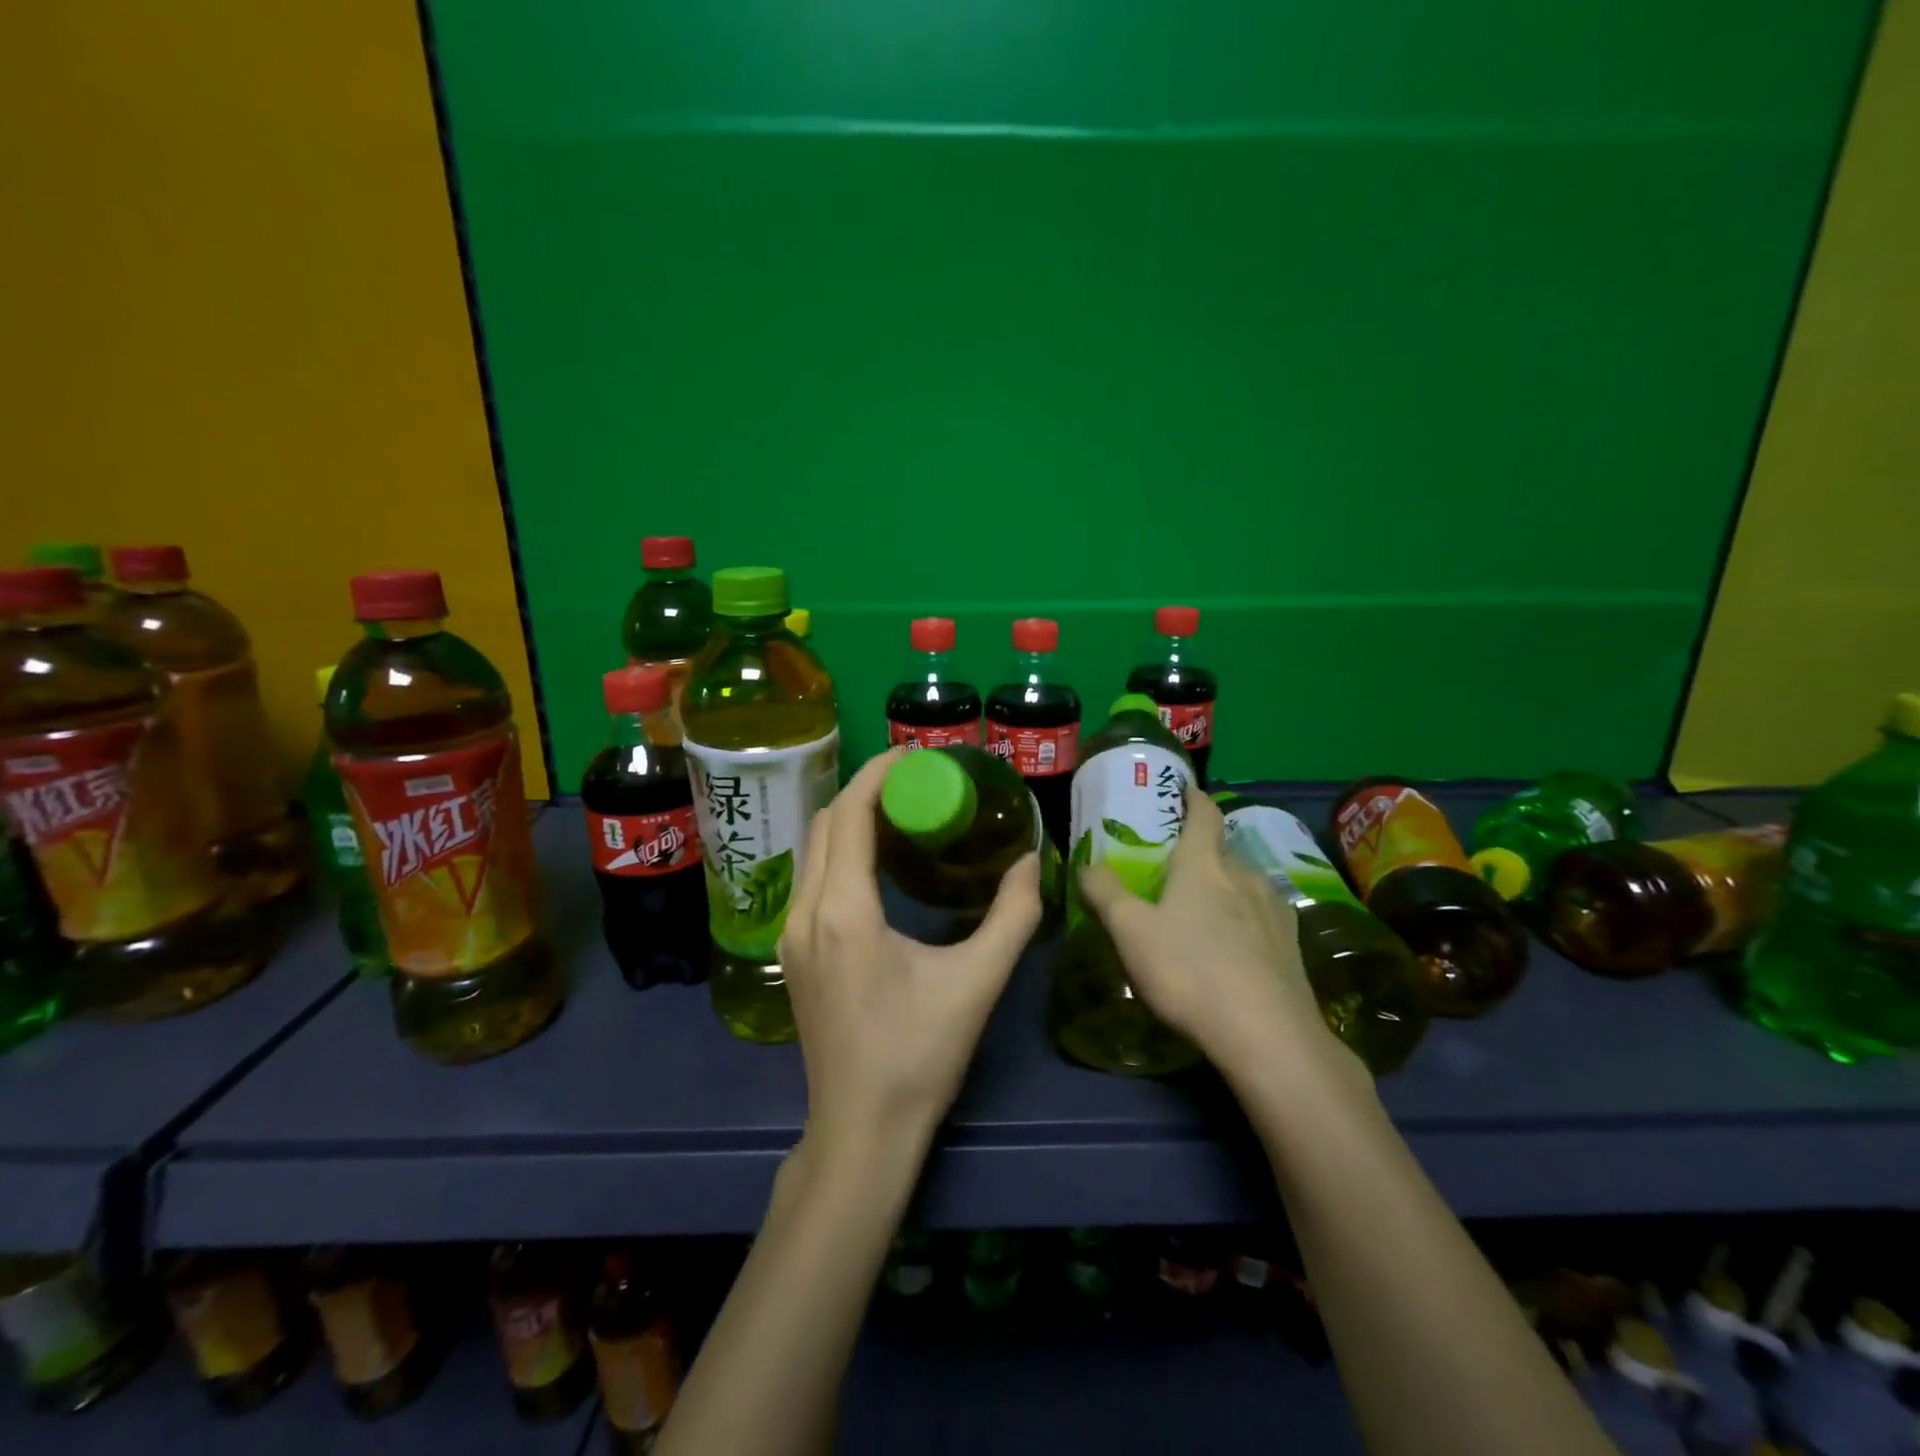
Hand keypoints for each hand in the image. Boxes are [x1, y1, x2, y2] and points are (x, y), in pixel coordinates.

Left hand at [779, 748, 1043, 1159]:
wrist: (861, 1130)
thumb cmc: (919, 1056)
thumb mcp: (978, 982)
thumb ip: (1012, 915)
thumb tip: (1031, 861)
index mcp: (844, 912)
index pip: (849, 815)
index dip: (878, 775)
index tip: (915, 756)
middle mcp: (806, 913)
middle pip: (825, 824)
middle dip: (866, 790)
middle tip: (916, 780)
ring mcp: (791, 935)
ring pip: (813, 850)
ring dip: (850, 819)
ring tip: (900, 810)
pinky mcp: (793, 954)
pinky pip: (812, 878)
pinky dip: (840, 851)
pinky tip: (877, 861)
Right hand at [1078, 785, 1365, 1089]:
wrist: (1268, 1036)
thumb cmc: (1189, 971)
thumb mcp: (1129, 931)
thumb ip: (1105, 893)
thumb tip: (1088, 866)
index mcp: (1204, 863)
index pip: (1203, 813)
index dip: (1192, 798)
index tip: (1184, 790)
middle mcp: (1245, 875)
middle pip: (1222, 850)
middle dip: (1201, 851)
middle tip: (1174, 866)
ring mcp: (1275, 910)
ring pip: (1245, 884)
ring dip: (1224, 887)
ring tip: (1202, 908)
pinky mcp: (1292, 946)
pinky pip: (1262, 917)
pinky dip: (1244, 919)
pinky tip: (1233, 946)